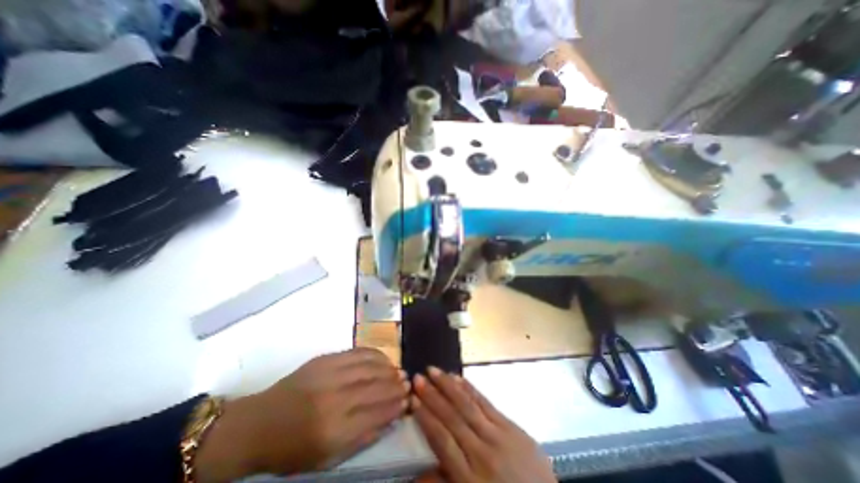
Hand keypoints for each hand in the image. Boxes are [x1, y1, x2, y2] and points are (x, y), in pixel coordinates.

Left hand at [196, 348, 408, 480]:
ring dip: (388, 368)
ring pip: (370, 366)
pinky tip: (383, 358)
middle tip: (408, 382)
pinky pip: (357, 352)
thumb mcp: (326, 457)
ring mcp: (330, 374)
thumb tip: (389, 418)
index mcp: (334, 430)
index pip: (377, 412)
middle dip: (396, 384)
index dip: (396, 405)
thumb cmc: (292, 449)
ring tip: (398, 370)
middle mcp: (335, 398)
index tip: (408, 399)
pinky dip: (374, 354)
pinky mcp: (325, 359)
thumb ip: (361, 437)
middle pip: (376, 387)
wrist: (259, 423)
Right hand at [411, 369, 558, 479]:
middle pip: (451, 417)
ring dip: (448, 386)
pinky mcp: (511, 426)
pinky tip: (458, 378)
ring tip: (433, 371)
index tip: (412, 399)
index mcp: (469, 478)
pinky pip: (486, 404)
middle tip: (417, 378)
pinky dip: (470, 389)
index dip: (425, 417)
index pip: (441, 439)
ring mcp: (498, 436)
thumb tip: (415, 473)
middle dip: (432, 395)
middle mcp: (480, 452)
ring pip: (467, 405)